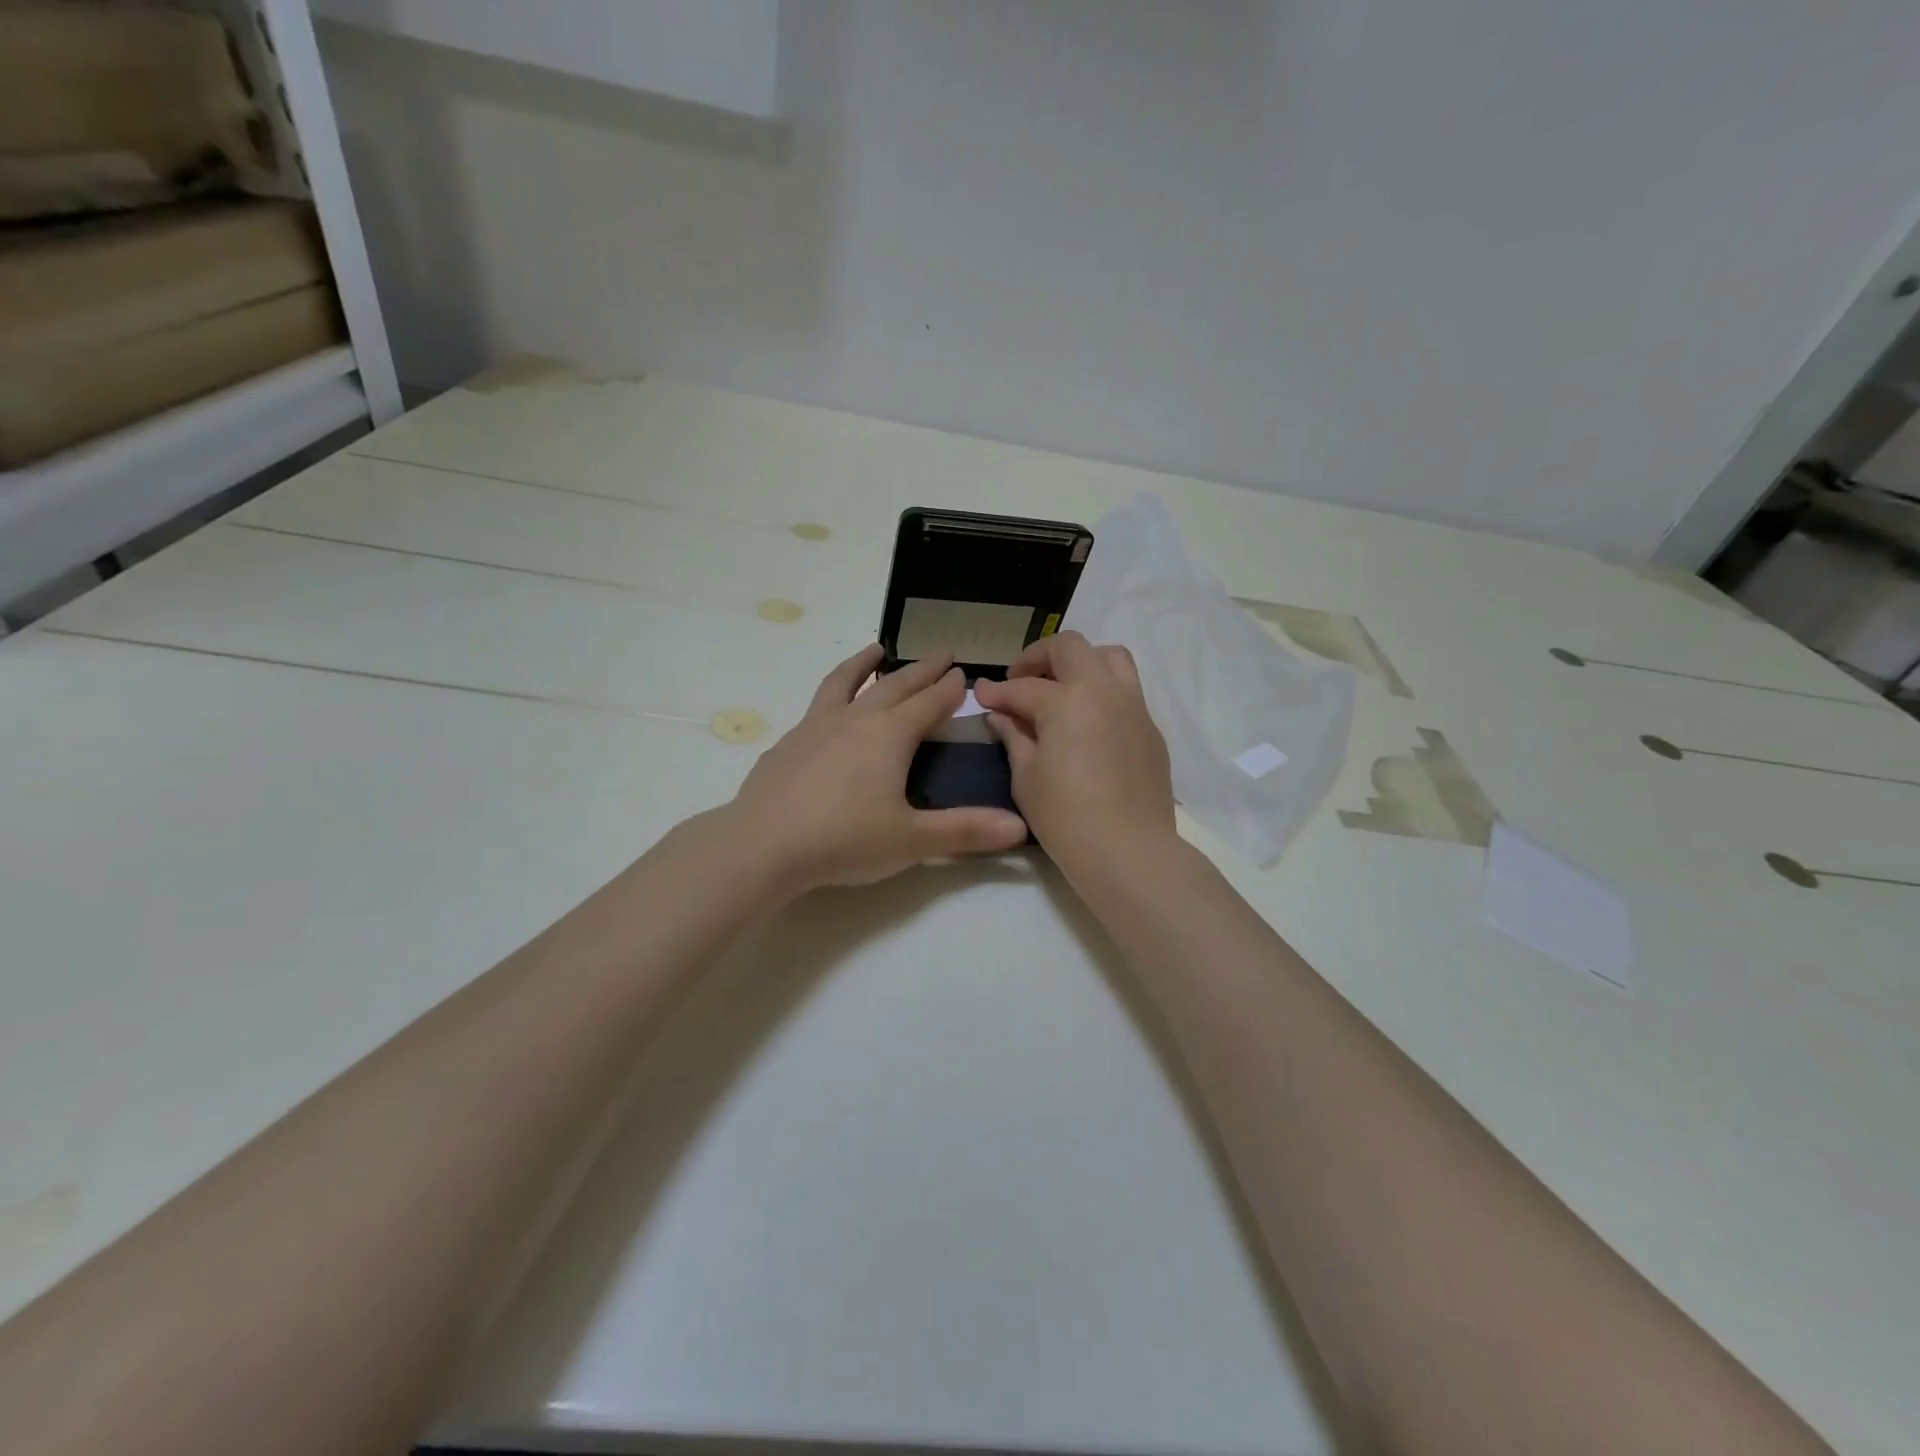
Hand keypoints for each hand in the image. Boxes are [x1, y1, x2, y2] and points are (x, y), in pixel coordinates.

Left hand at [729, 644, 1028, 893]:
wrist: (763, 845)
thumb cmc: (845, 839)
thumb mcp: (912, 840)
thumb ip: (966, 831)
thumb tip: (1021, 828)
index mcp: (891, 736)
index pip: (929, 703)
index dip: (949, 689)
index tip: (963, 673)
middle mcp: (856, 720)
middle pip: (895, 685)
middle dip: (922, 669)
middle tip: (941, 653)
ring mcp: (817, 726)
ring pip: (846, 682)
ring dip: (865, 664)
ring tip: (876, 649)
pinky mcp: (789, 742)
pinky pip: (817, 705)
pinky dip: (832, 694)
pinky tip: (828, 709)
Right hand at [971, 631, 1176, 869]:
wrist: (1128, 851)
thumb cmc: (1065, 817)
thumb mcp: (1026, 777)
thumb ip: (1014, 736)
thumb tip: (1001, 715)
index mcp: (1068, 701)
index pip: (1024, 687)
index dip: (997, 691)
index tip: (980, 695)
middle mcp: (1104, 691)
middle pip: (1070, 647)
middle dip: (1038, 657)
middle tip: (1019, 680)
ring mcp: (1134, 706)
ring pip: (1109, 656)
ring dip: (1080, 661)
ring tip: (1061, 686)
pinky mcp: (1151, 728)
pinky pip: (1127, 689)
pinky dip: (1103, 689)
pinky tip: (1087, 720)